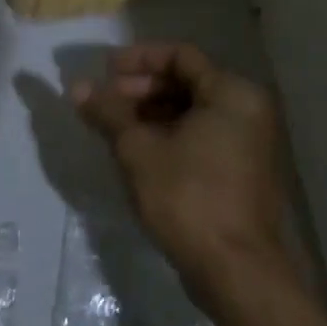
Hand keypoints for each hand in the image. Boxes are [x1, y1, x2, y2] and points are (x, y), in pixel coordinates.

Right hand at [71, 42, 308, 308]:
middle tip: (105, 103)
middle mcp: (248, 110)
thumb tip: (77, 86)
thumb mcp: (139, 150)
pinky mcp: (242, 170)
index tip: (104, 72)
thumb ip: (109, 112)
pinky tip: (138, 150)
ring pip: (193, 111)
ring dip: (152, 113)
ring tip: (114, 127)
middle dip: (142, 89)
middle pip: (188, 82)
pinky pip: (202, 135)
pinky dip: (170, 135)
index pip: (180, 56)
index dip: (138, 59)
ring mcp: (249, 142)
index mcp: (233, 94)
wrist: (235, 269)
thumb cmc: (188, 198)